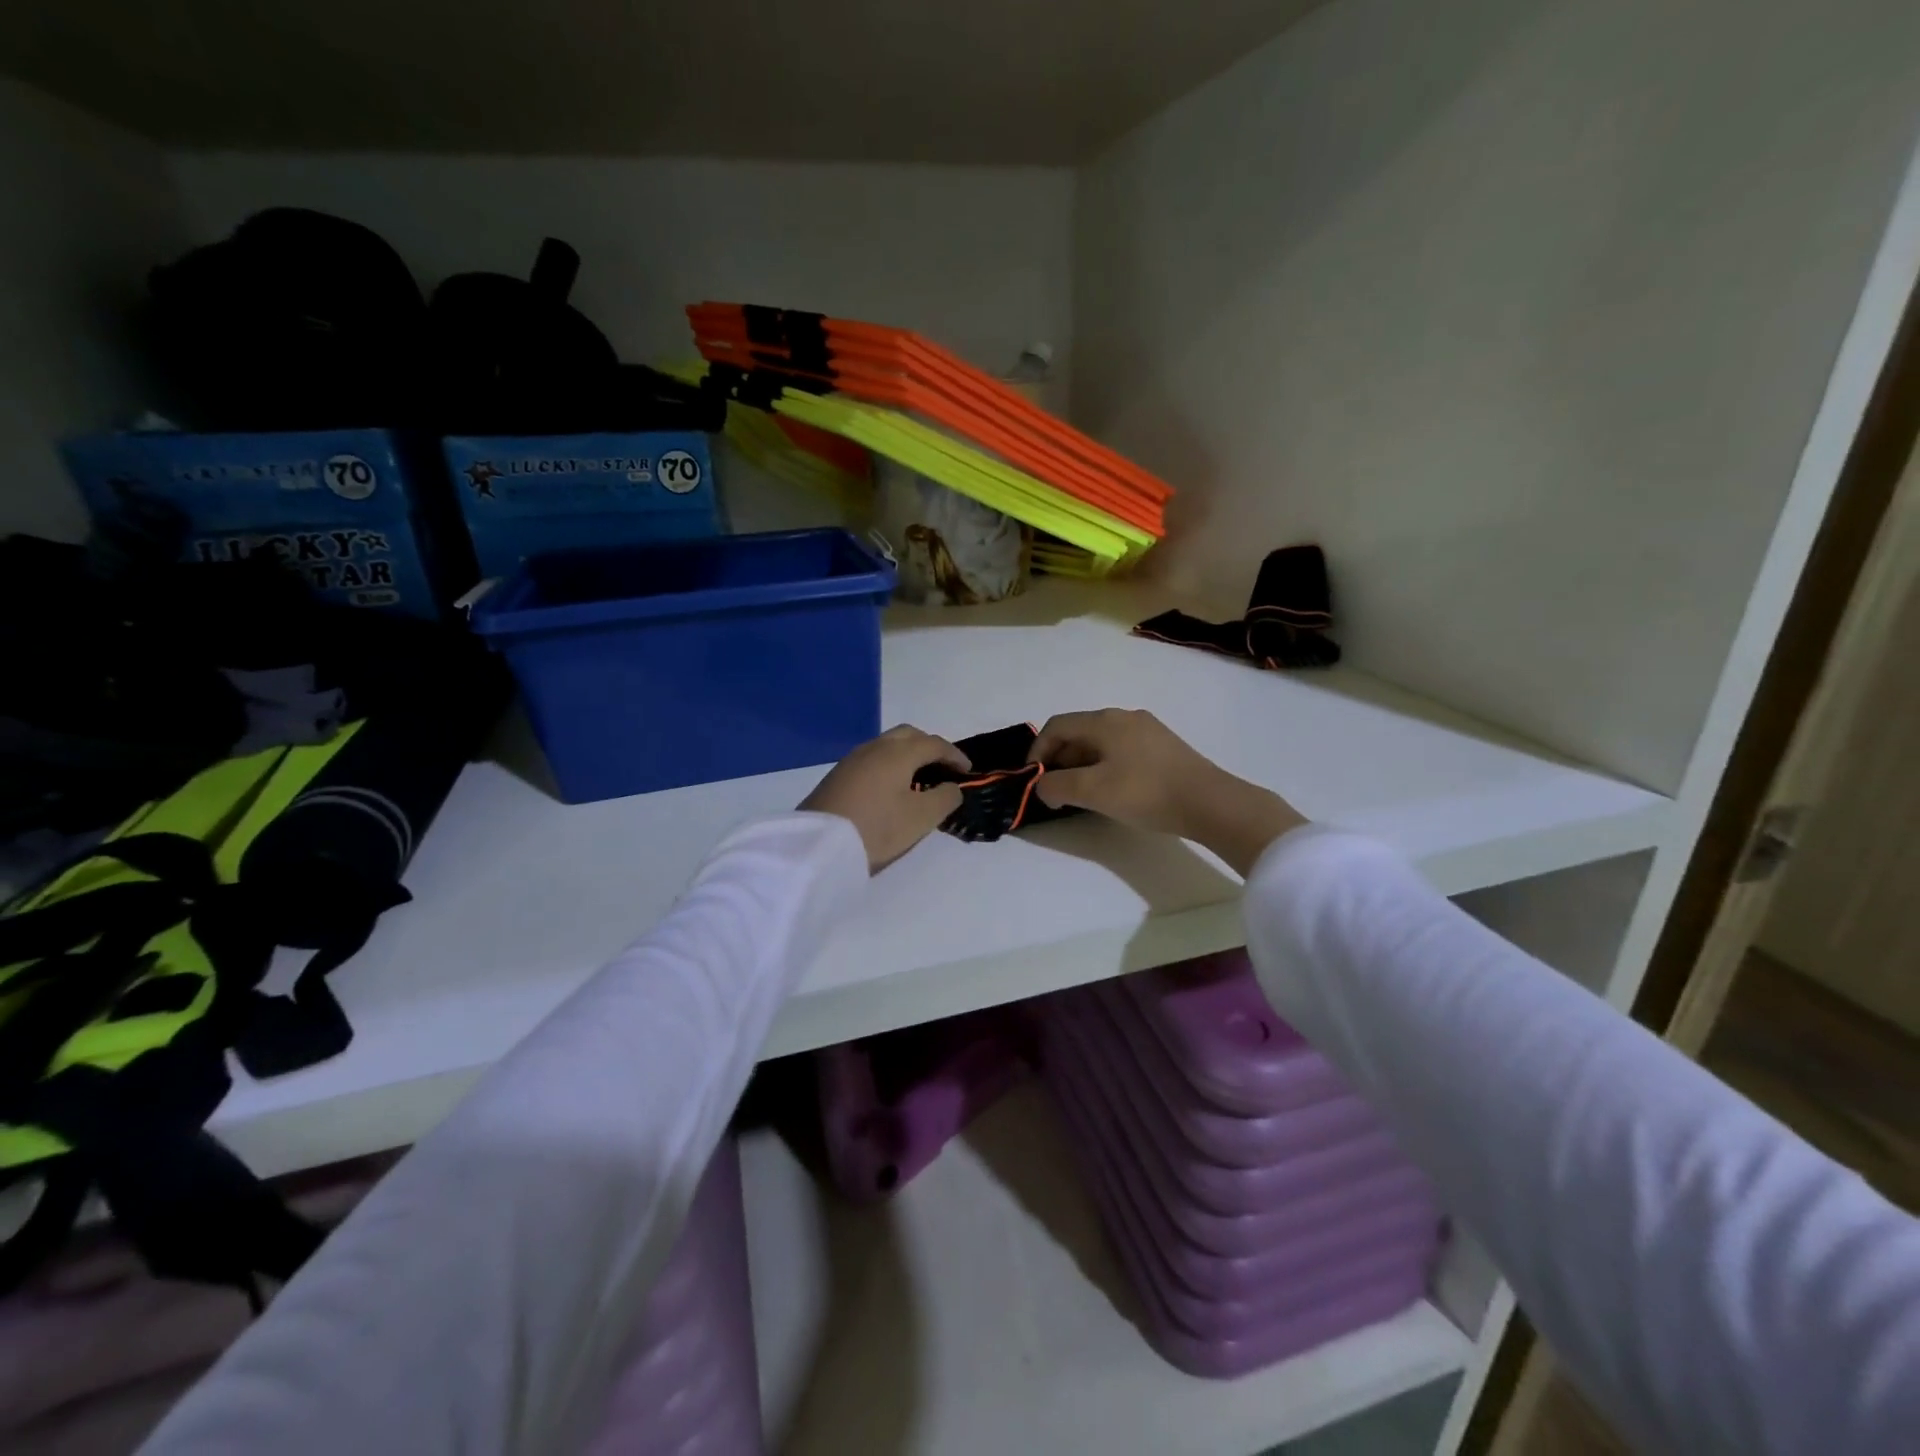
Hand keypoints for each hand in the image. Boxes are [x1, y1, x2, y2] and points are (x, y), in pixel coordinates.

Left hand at [800, 725, 969, 871]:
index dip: (955, 755)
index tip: (968, 771)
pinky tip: (892, 788)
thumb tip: (952, 786)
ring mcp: (853, 759)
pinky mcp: (838, 775)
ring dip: (908, 755)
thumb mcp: (921, 818)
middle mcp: (875, 747)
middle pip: (909, 735)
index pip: (934, 744)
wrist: (818, 846)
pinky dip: (890, 765)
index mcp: (898, 752)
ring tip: (919, 779)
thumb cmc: (877, 828)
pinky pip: (873, 759)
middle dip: (930, 747)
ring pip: (888, 745)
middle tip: (943, 769)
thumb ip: (944, 798)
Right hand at [1028, 709, 1305, 874]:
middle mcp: (1123, 716)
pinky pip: (1120, 750)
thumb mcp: (1093, 791)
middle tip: (1054, 792)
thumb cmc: (1146, 792)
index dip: (1037, 752)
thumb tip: (1042, 785)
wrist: (1210, 803)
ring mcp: (1146, 730)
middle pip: (1078, 733)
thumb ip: (1056, 786)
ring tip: (1080, 795)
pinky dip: (1104, 767)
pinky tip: (1111, 791)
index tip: (1032, 780)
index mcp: (1104, 721)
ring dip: (1081, 766)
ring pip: (1099, 743)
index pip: (1056, 727)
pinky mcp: (1163, 747)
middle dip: (1059, 761)